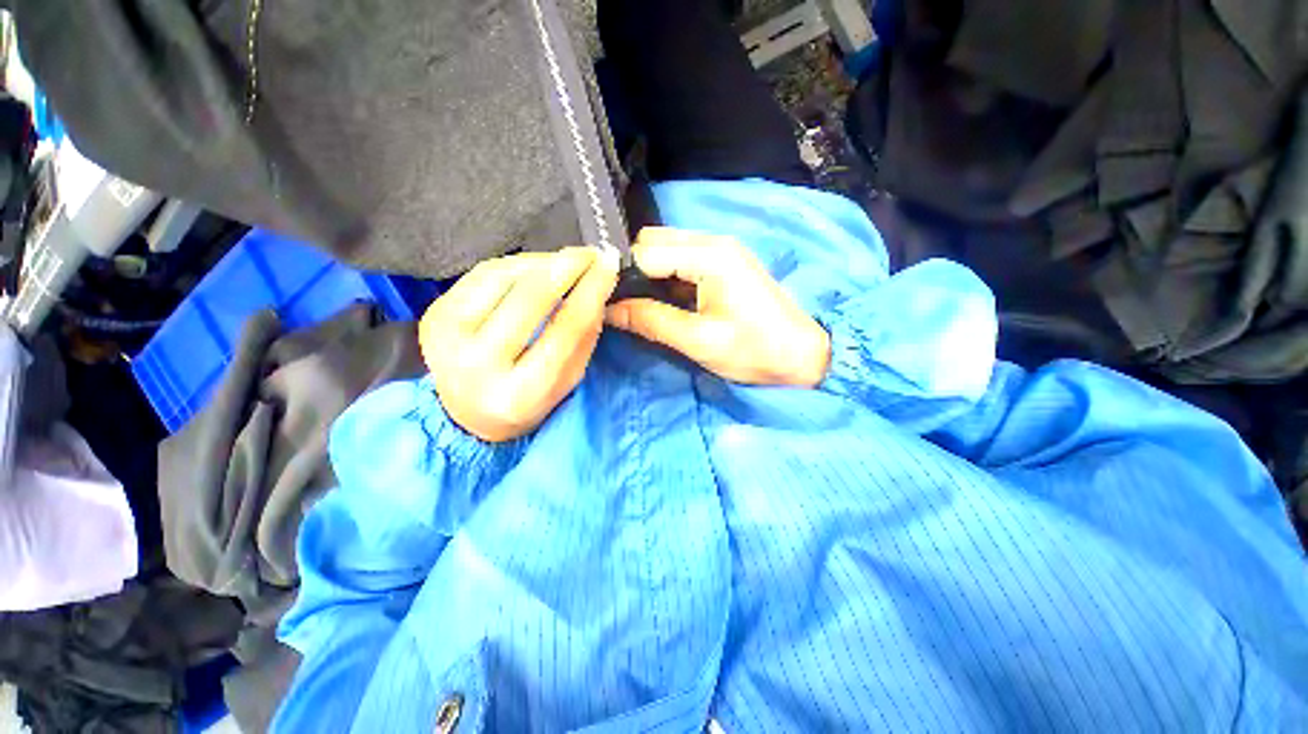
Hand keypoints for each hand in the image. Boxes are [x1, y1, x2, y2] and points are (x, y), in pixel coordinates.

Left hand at [419, 247, 619, 441]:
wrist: (467, 415)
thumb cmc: (529, 400)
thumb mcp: (568, 380)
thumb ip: (584, 337)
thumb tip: (597, 287)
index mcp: (521, 393)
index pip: (565, 329)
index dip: (591, 291)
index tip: (609, 265)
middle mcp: (478, 366)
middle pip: (530, 299)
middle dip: (567, 267)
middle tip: (591, 253)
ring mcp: (447, 339)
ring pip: (502, 278)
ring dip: (542, 262)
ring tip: (567, 261)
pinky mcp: (434, 316)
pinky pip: (481, 274)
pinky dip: (515, 264)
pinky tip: (537, 266)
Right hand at [605, 228, 830, 387]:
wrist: (802, 357)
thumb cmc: (755, 351)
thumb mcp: (698, 341)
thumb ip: (650, 321)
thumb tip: (608, 310)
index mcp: (709, 256)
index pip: (645, 252)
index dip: (621, 275)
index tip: (605, 301)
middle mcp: (713, 242)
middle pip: (654, 242)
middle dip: (634, 271)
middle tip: (623, 306)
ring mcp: (721, 251)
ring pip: (666, 250)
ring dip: (650, 275)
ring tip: (640, 306)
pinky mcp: (725, 264)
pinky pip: (682, 261)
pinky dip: (667, 278)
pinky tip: (664, 301)